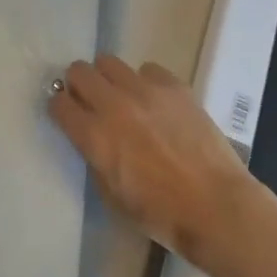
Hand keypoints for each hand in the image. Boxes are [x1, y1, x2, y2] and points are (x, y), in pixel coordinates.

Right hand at [48, 55, 256, 265]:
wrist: (216, 206)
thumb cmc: (162, 214)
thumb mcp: (113, 196)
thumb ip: (95, 159)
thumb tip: (92, 138)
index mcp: (95, 136)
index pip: (59, 104)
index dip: (60, 108)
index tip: (66, 115)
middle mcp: (114, 104)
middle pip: (78, 71)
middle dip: (78, 85)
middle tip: (89, 101)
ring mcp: (145, 90)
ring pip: (108, 62)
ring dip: (108, 78)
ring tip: (121, 96)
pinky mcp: (173, 85)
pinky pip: (147, 69)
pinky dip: (144, 82)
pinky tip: (155, 102)